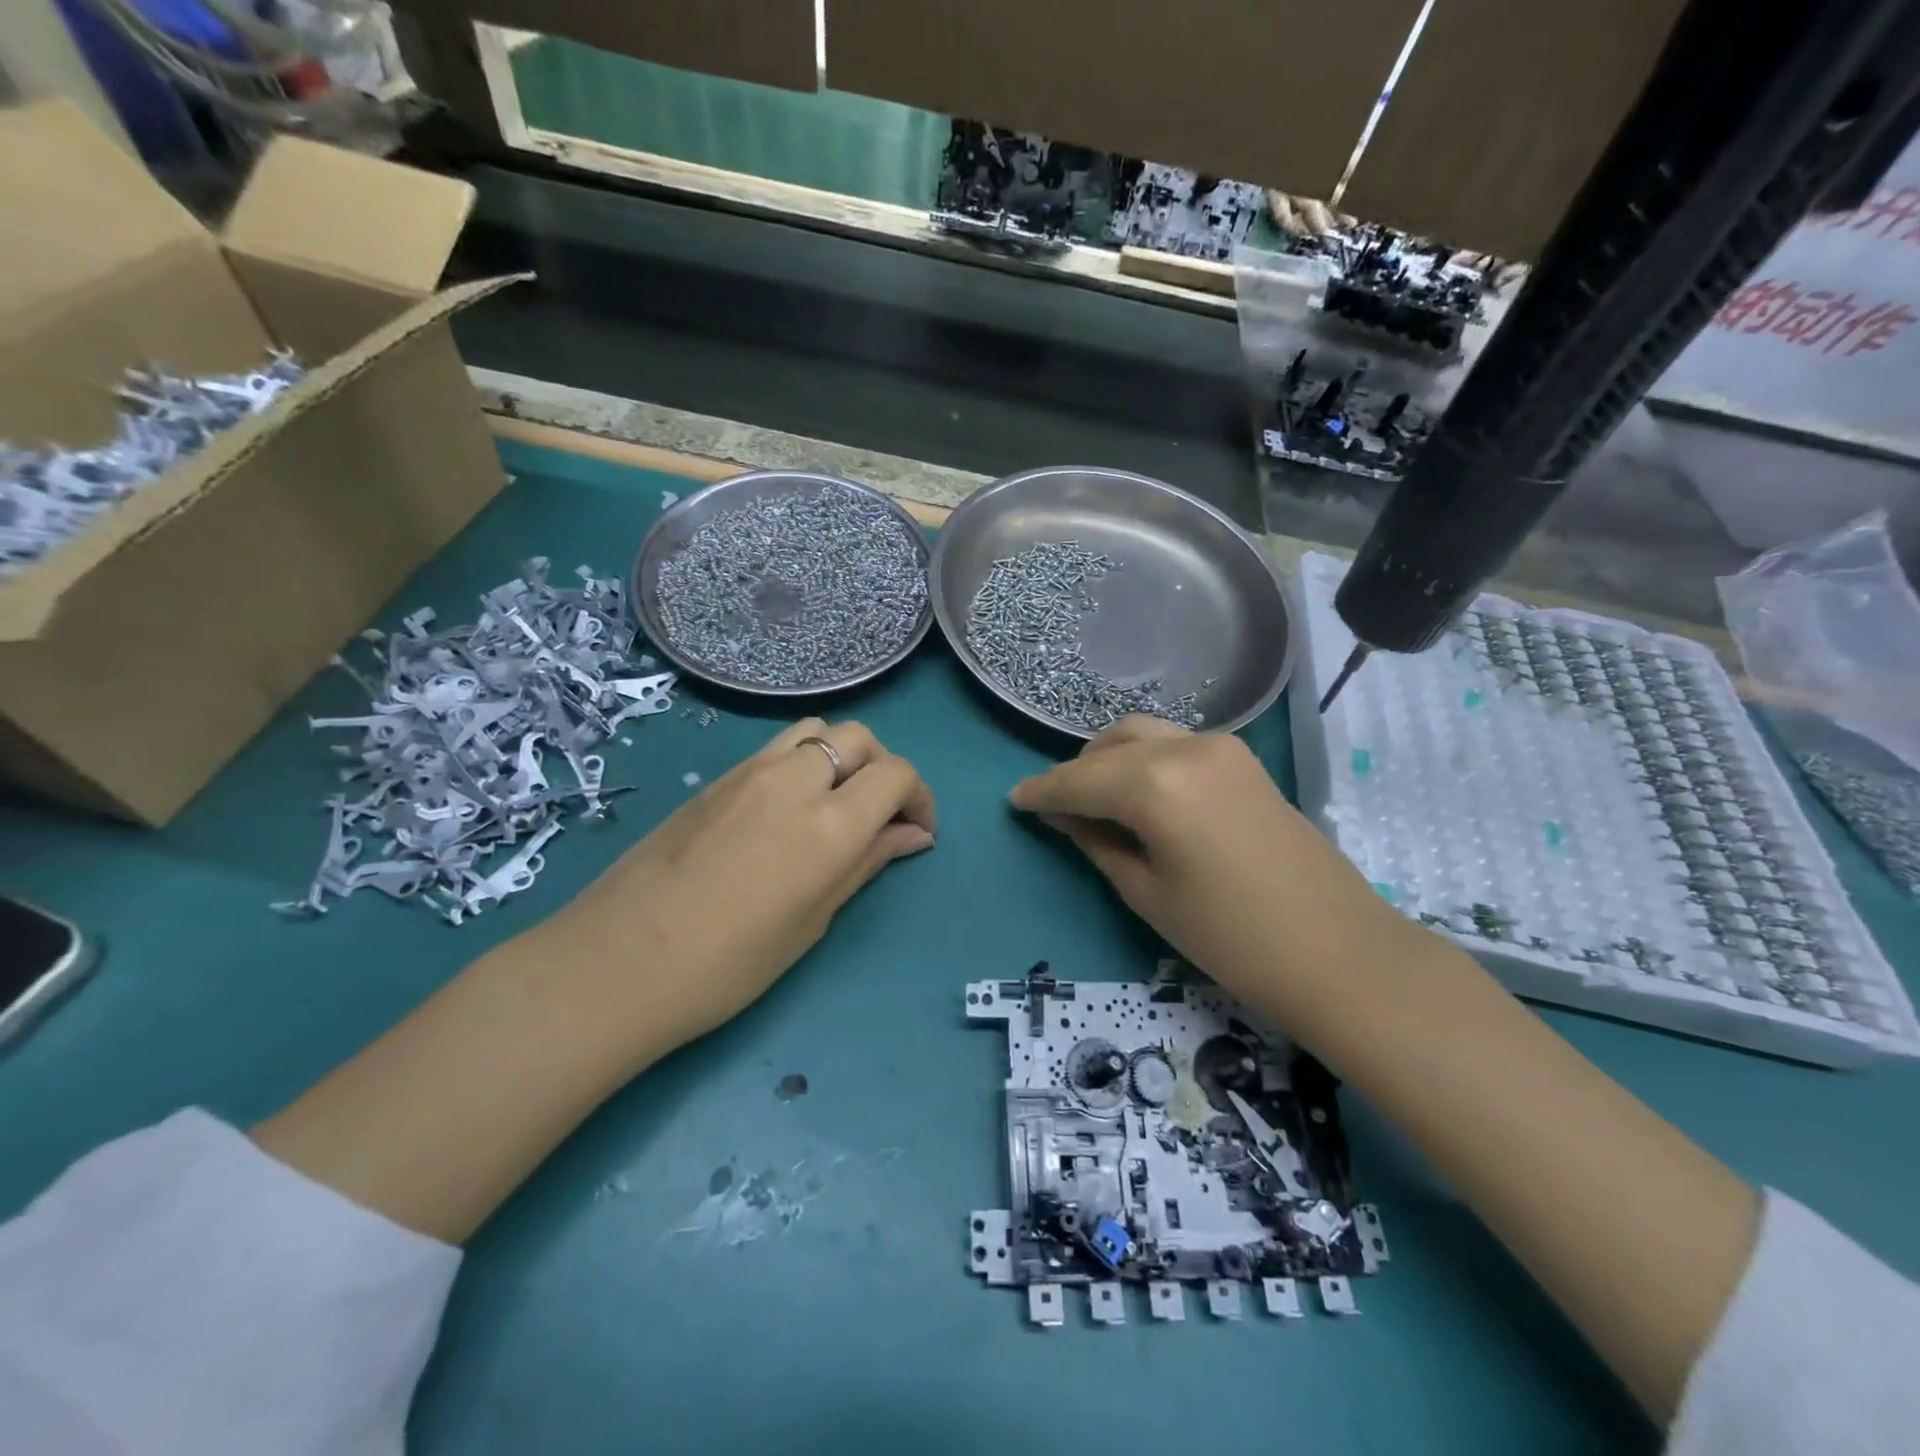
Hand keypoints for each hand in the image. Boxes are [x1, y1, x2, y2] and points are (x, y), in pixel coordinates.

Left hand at [543, 717, 934, 1046]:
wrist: (618, 962)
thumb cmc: (729, 963)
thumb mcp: (813, 920)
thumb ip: (867, 864)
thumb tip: (913, 836)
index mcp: (829, 823)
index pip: (896, 774)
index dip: (919, 798)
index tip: (916, 832)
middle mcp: (795, 779)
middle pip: (860, 738)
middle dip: (884, 768)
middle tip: (880, 815)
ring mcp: (750, 771)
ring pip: (817, 730)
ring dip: (841, 755)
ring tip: (835, 801)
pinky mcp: (717, 778)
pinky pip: (776, 747)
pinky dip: (802, 761)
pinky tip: (788, 807)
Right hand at [1009, 717, 1410, 1007]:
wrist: (1338, 951)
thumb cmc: (1231, 938)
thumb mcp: (1147, 893)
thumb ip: (1098, 842)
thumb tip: (1064, 816)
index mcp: (1155, 785)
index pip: (1079, 780)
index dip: (1042, 792)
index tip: (1014, 800)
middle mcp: (1185, 749)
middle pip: (1109, 748)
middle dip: (1075, 774)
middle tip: (1055, 808)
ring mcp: (1220, 748)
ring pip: (1142, 735)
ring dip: (1109, 759)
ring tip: (1094, 798)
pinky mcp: (1242, 759)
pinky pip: (1175, 744)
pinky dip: (1145, 759)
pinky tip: (1139, 792)